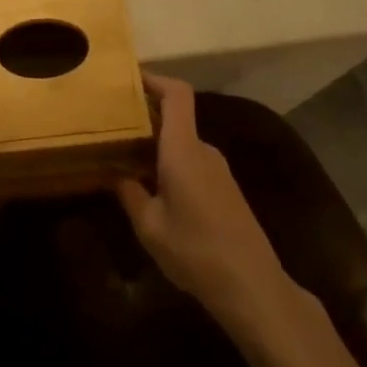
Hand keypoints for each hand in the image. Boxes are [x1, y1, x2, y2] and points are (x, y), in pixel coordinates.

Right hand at [116, 74, 309, 339]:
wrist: (253, 288)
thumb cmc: (196, 251)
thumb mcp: (150, 226)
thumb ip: (130, 194)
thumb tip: (118, 175)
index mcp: (184, 149)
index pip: (177, 94)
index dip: (154, 78)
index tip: (127, 79)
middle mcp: (203, 150)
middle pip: (175, 117)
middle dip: (144, 116)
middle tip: (112, 125)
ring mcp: (218, 170)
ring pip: (182, 143)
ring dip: (156, 144)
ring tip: (125, 158)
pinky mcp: (226, 190)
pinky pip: (192, 162)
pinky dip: (170, 163)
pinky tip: (152, 188)